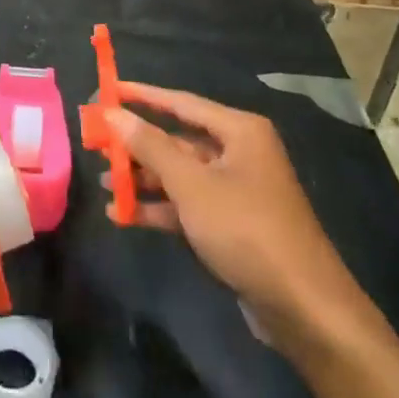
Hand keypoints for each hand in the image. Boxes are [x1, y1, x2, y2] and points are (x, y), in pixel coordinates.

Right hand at [108, 84, 365, 340]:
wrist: (303, 307)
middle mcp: (239, 152)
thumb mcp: (191, 185)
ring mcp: (236, 190)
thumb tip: (113, 112)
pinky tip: (124, 215)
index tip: (107, 90)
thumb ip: (149, 147)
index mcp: (239, 131)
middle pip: (177, 139)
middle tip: (96, 144)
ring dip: (143, 179)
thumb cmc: (246, 229)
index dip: (142, 96)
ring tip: (102, 183)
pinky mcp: (232, 224)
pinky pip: (188, 204)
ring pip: (180, 174)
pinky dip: (159, 208)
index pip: (181, 102)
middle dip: (137, 145)